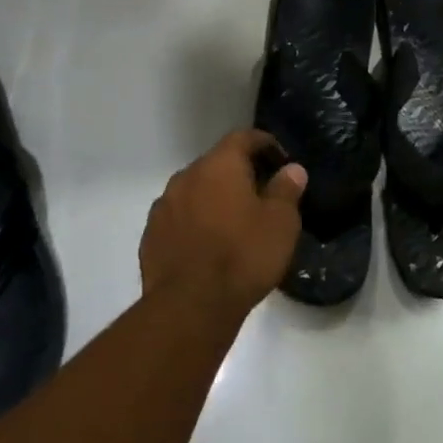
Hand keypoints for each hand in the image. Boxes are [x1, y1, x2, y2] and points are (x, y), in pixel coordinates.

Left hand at [140, 130, 307, 320]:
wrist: (190, 305)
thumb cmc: (243, 256)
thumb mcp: (280, 223)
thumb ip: (286, 190)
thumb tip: (292, 169)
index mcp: (219, 165)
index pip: (243, 137)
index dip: (264, 144)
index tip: (280, 159)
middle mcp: (186, 176)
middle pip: (216, 163)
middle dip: (238, 173)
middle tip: (261, 194)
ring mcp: (163, 205)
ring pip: (195, 190)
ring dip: (213, 198)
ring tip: (233, 222)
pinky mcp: (150, 234)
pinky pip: (179, 217)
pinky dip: (195, 221)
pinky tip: (208, 244)